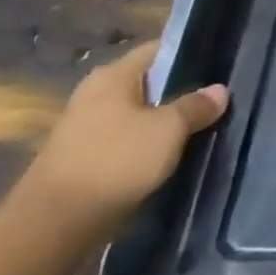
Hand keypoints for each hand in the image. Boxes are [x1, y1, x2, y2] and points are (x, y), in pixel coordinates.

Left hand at [10, 41, 227, 241]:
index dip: (191, 52)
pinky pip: (128, 139)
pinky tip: (174, 153)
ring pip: (140, 113)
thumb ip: (196, 106)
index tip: (221, 62)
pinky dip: (150, 143)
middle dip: (182, 90)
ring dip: (166, 120)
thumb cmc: (115, 161)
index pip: (159, 50)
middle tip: (219, 97)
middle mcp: (96, 94)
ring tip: (204, 125)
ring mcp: (87, 127)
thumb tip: (220, 90)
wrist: (54, 224)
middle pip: (150, 82)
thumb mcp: (168, 129)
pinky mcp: (86, 157)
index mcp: (113, 76)